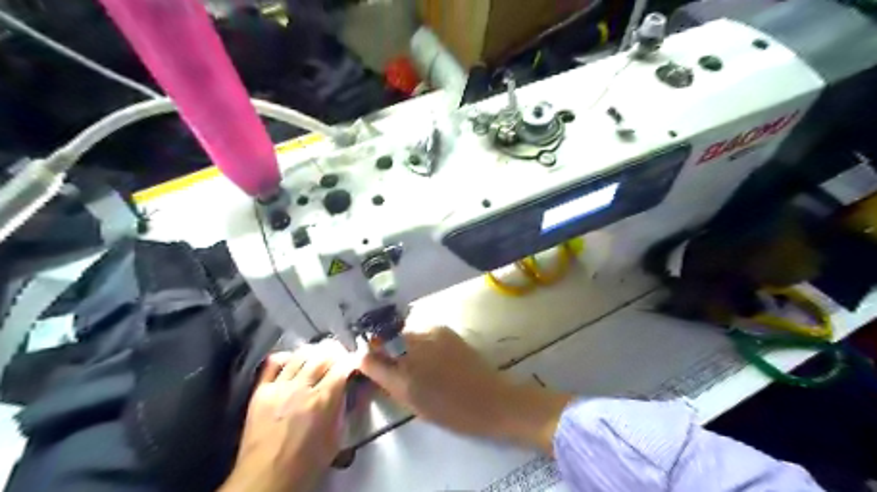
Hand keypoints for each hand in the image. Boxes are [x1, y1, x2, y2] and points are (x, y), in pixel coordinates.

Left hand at [221, 341, 357, 491]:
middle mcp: (301, 388)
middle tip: (341, 355)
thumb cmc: (307, 464)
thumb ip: (344, 409)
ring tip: (320, 354)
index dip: (352, 359)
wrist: (266, 480)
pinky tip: (293, 360)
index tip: (356, 361)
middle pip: (323, 355)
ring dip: (315, 351)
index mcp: (323, 400)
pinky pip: (273, 363)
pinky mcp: (260, 391)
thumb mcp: (336, 438)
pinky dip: (286, 356)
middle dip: (336, 351)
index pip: (343, 366)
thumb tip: (352, 390)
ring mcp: (279, 387)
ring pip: (300, 354)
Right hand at [356, 327, 568, 453]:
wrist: (492, 399)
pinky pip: (420, 330)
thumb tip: (369, 364)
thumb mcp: (414, 404)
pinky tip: (429, 352)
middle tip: (387, 358)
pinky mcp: (444, 328)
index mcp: (404, 375)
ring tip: (411, 356)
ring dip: (400, 341)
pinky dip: (418, 339)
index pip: (369, 355)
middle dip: (380, 345)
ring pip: (402, 332)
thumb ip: (389, 381)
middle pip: (384, 337)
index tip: (363, 358)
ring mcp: (430, 334)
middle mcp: (414, 349)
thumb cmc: (452, 411)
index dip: (363, 355)